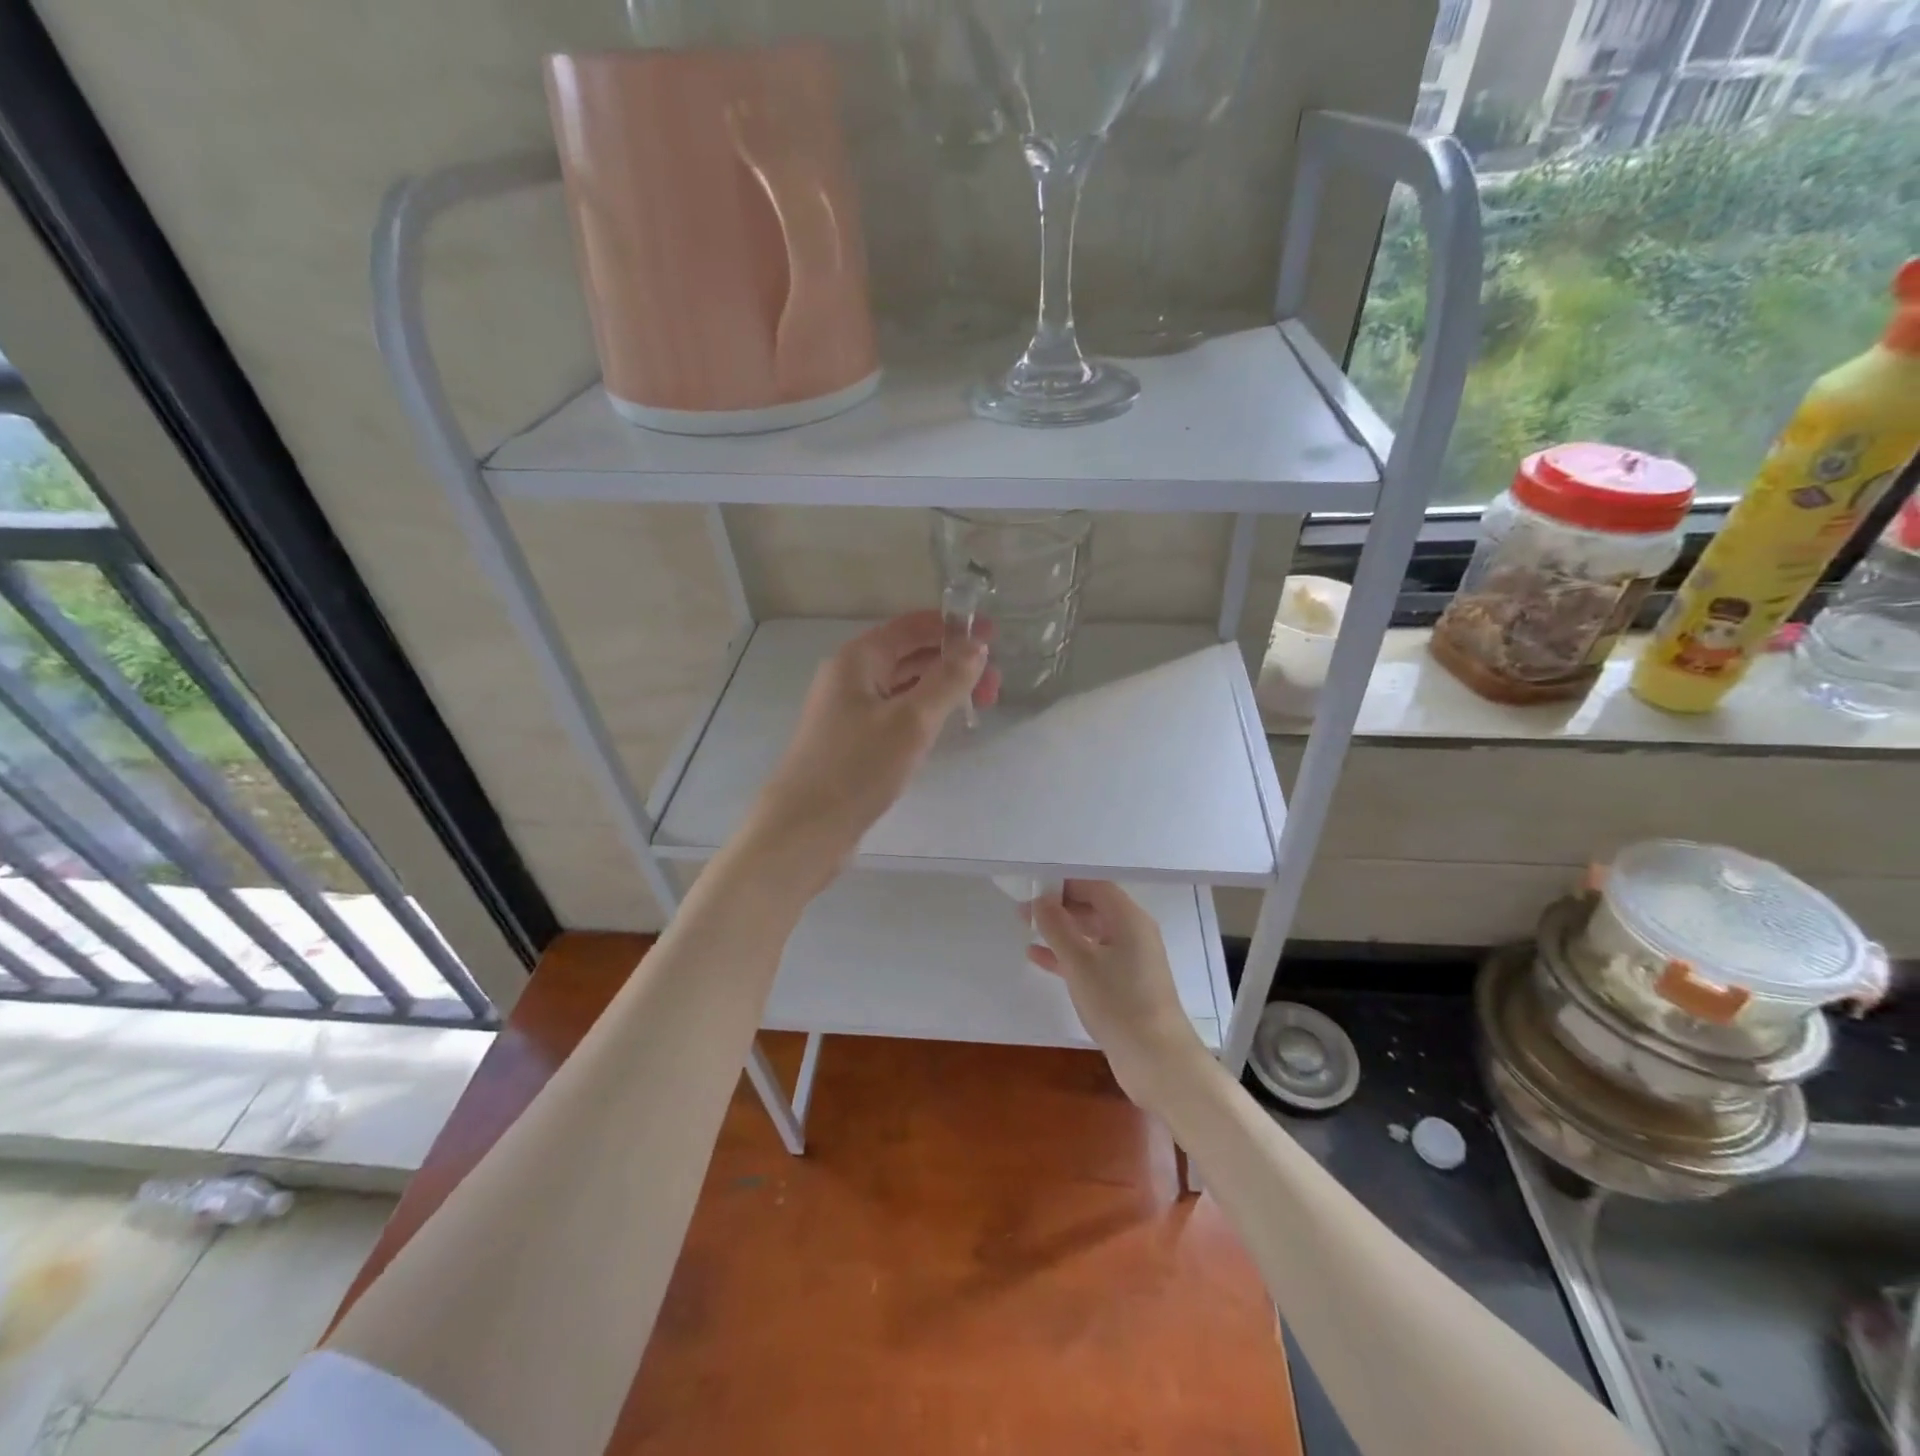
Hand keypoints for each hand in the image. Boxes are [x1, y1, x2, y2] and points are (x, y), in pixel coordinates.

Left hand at [746, 612, 997, 887]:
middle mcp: (850, 677)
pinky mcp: (853, 741)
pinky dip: (924, 711)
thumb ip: (947, 680)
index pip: (911, 626)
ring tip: (979, 704)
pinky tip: (944, 726)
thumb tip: (977, 646)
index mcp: (858, 659)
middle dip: (954, 661)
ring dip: (942, 688)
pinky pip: (896, 712)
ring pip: (904, 686)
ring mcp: (849, 710)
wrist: (804, 829)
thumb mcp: (911, 721)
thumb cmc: (857, 768)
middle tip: (995, 684)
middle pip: (910, 655)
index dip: (954, 626)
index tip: (994, 635)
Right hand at [1027, 880, 1207, 1108]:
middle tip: (1024, 910)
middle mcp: (1134, 933)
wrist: (1156, 1060)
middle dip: (1059, 907)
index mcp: (1129, 919)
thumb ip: (1056, 926)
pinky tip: (1038, 958)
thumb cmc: (1118, 1002)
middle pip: (1094, 908)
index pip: (1095, 887)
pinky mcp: (1125, 985)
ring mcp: (1131, 961)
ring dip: (1061, 931)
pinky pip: (1092, 959)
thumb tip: (1040, 900)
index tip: (1033, 887)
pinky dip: (1068, 956)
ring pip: (1091, 935)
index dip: (1064, 884)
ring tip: (1027, 929)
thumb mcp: (1079, 962)